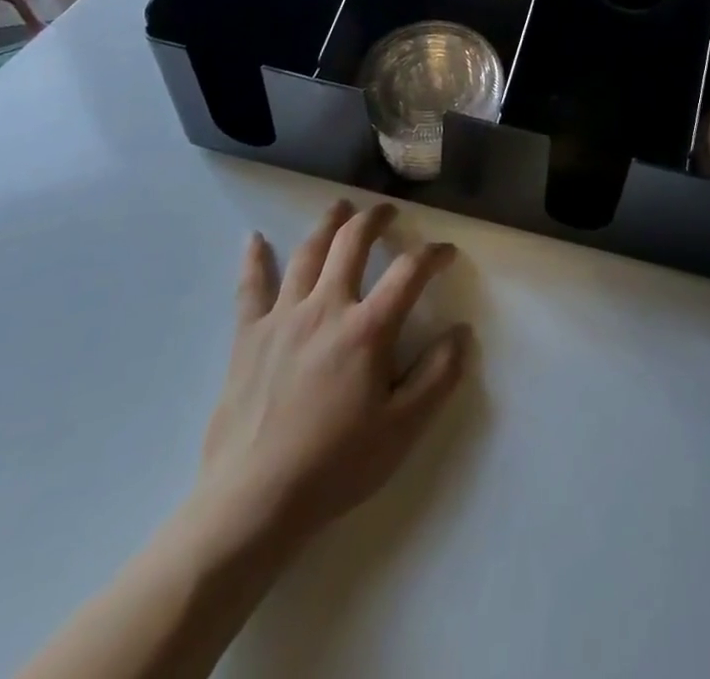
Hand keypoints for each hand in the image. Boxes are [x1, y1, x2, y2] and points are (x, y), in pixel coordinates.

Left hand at [177, 202, 470, 580]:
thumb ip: (438, 376)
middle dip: (374, 220)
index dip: (433, 254)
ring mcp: (282, 318)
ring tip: (340, 206)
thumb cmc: (335, 466)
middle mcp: (325, 308)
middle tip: (387, 210)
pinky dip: (254, 259)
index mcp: (367, 329)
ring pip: (307, 254)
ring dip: (327, 224)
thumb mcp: (402, 430)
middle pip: (352, 244)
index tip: (446, 251)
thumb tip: (462, 332)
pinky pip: (250, 288)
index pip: (409, 272)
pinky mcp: (248, 337)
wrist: (252, 503)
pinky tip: (254, 238)